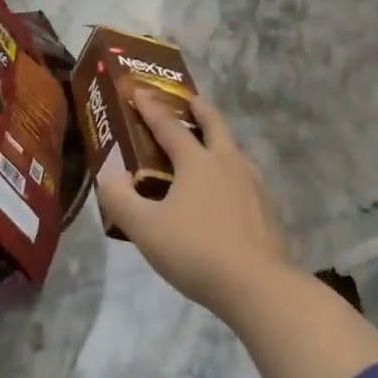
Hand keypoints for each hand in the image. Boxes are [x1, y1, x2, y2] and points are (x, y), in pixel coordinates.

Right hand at [97, 91, 290, 317]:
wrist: (258, 287)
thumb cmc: (196, 251)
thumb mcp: (144, 228)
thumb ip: (120, 200)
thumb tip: (110, 178)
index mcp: (197, 162)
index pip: (169, 126)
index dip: (151, 108)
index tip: (139, 91)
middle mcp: (228, 164)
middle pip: (215, 125)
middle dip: (200, 109)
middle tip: (190, 100)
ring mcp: (253, 185)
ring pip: (235, 151)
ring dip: (220, 140)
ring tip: (209, 147)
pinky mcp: (267, 210)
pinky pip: (245, 178)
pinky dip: (231, 172)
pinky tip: (227, 192)